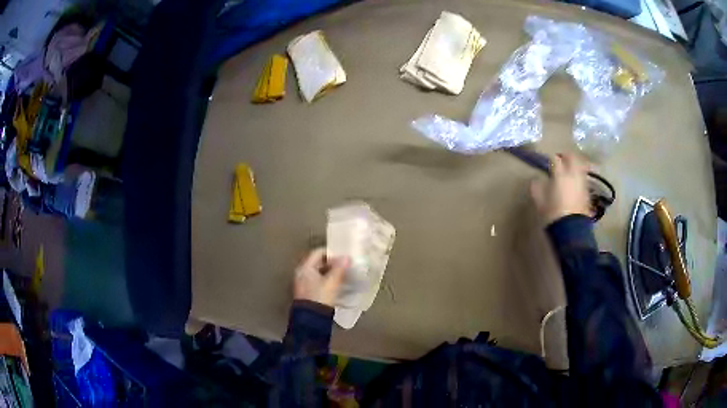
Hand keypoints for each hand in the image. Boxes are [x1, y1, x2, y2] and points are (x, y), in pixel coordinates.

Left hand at [293, 248, 348, 306]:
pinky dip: (326, 281)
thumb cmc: (320, 296)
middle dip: (331, 264)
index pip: (318, 253)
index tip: (342, 257)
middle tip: (344, 266)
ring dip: (330, 273)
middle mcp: (301, 273)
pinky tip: (336, 286)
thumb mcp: (332, 282)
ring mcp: (303, 284)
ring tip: (342, 276)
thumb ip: (339, 268)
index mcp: (305, 268)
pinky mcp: (307, 293)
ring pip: (318, 273)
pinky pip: (317, 282)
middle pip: (317, 263)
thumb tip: (347, 257)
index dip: (331, 253)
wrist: (311, 319)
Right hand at [530, 153, 591, 223]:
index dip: (550, 159)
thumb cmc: (553, 214)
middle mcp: (573, 174)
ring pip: (580, 166)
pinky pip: (583, 178)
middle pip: (572, 157)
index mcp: (560, 174)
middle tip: (561, 160)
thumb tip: (535, 179)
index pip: (555, 159)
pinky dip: (578, 177)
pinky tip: (574, 184)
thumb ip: (536, 187)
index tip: (547, 162)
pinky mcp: (587, 192)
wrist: (571, 230)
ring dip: (574, 165)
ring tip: (569, 171)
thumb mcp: (540, 201)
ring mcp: (582, 182)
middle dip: (566, 156)